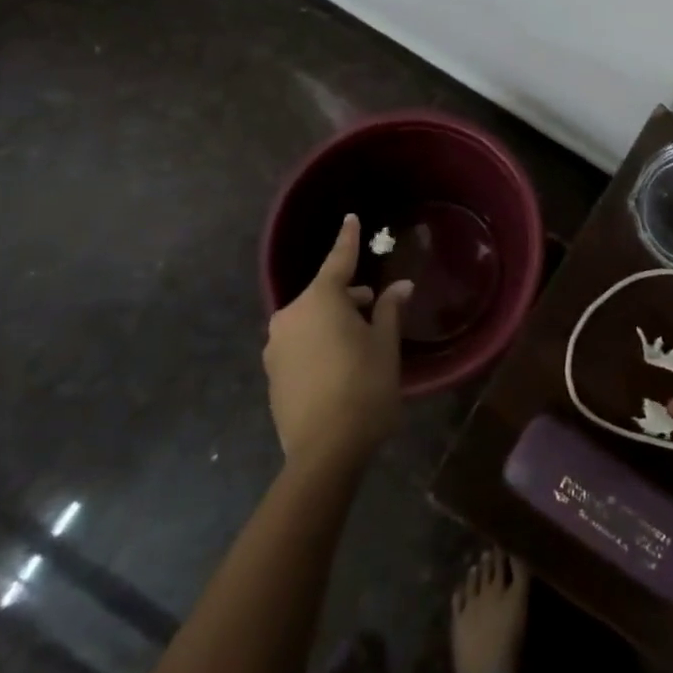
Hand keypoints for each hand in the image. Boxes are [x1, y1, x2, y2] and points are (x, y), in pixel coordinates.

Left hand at [263, 214, 413, 467]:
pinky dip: (319, 343)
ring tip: (360, 341)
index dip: (348, 239)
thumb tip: (399, 286)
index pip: (338, 261)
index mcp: (320, 301)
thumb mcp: (385, 345)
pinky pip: (300, 344)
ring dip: (333, 322)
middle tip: (375, 308)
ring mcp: (276, 348)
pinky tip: (340, 365)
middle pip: (323, 294)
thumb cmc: (363, 387)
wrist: (324, 453)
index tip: (351, 218)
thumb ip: (389, 310)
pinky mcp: (272, 376)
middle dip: (348, 296)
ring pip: (311, 320)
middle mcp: (290, 317)